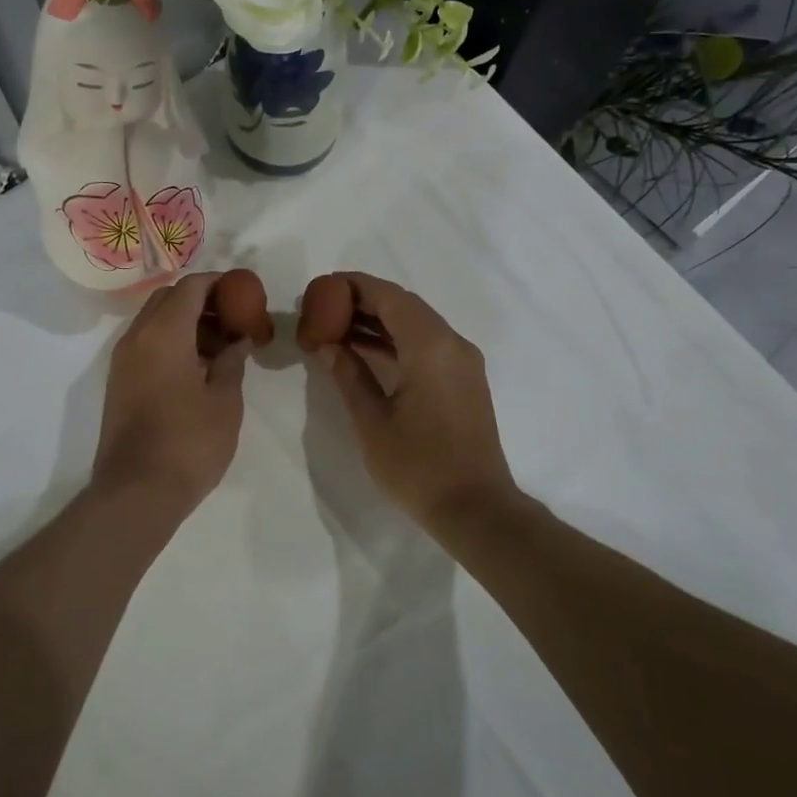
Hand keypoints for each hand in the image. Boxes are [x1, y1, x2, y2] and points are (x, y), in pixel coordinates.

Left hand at [91, 272, 251, 517]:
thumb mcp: (225, 400)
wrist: (137, 492)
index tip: (244, 294)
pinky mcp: (119, 382)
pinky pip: (146, 344)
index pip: (190, 287)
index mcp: (164, 333)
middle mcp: (136, 338)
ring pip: (155, 321)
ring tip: (222, 348)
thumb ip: (233, 361)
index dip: (219, 284)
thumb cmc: (189, 442)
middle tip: (233, 320)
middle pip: (168, 299)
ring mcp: (123, 361)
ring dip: (186, 323)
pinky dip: (172, 342)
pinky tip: (199, 368)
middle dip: (201, 301)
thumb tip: (238, 340)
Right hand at [302, 272, 518, 525]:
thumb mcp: (372, 421)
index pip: (388, 296)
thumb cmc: (419, 467)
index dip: (352, 286)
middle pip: (403, 305)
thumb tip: (327, 344)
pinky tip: (365, 352)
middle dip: (362, 302)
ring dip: (378, 322)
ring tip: (335, 329)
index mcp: (430, 346)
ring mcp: (462, 361)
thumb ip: (348, 374)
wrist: (476, 509)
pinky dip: (396, 341)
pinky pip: (427, 344)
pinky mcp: (464, 379)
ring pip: (416, 324)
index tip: (320, 290)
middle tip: (322, 310)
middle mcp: (452, 343)